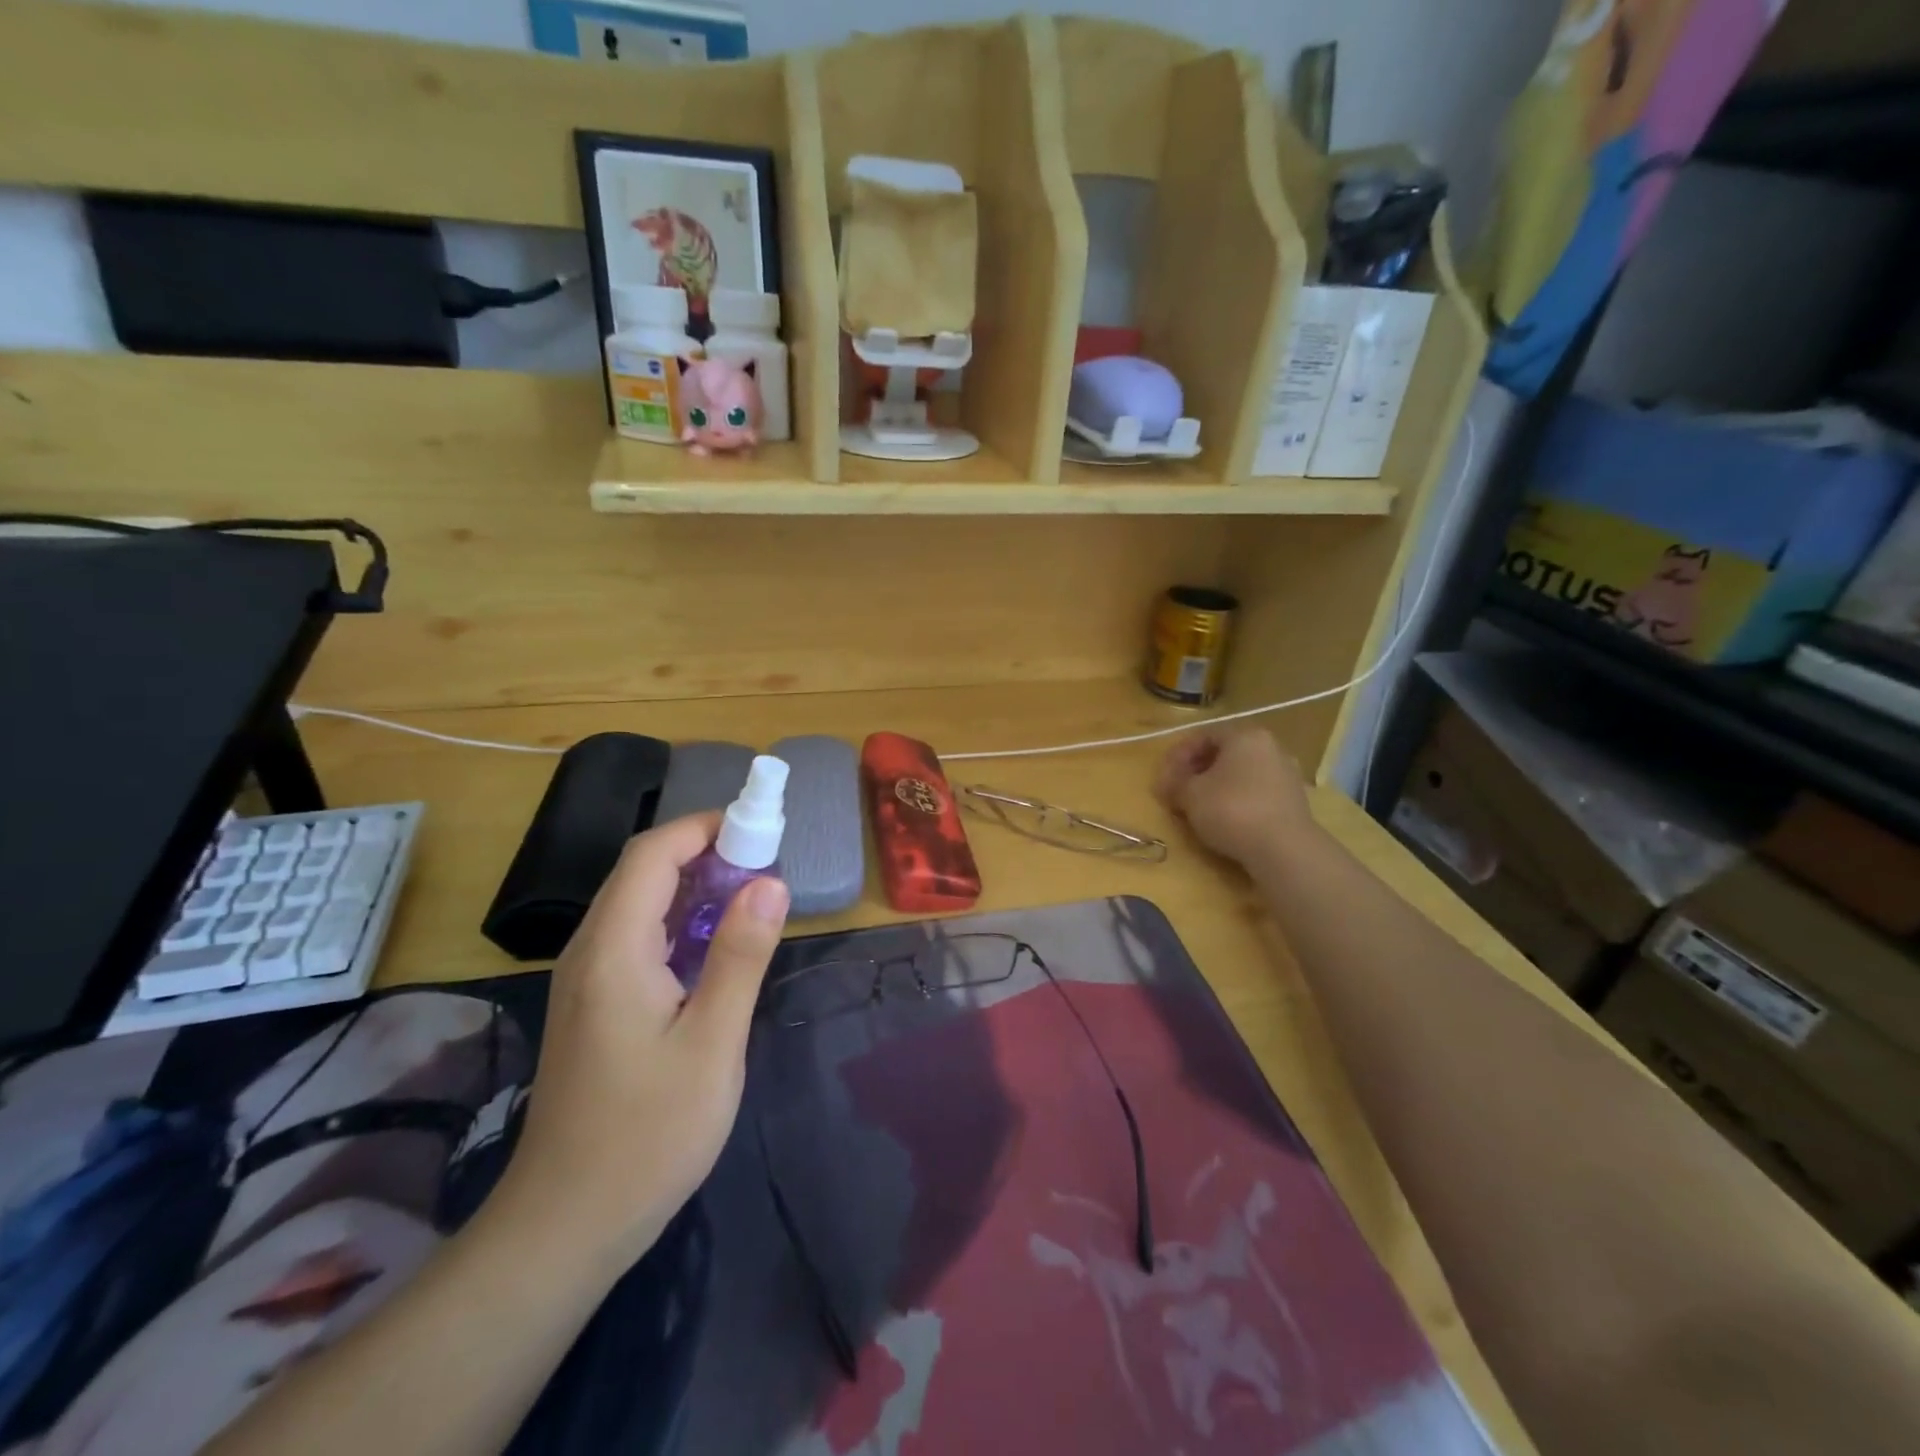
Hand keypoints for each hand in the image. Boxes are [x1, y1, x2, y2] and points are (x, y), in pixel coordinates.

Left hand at [491, 812, 789, 1269]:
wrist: (566, 1225)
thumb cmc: (647, 1134)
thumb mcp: (712, 1042)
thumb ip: (739, 955)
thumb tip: (770, 883)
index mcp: (612, 950)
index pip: (652, 854)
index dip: (705, 828)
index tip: (760, 832)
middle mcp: (590, 951)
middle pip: (643, 872)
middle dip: (707, 855)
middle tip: (768, 868)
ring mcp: (587, 980)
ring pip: (640, 905)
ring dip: (696, 889)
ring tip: (753, 901)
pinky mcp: (595, 1004)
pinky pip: (638, 938)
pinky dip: (681, 924)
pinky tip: (716, 951)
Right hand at [1155, 726, 1317, 866]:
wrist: (1283, 849)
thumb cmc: (1231, 809)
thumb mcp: (1190, 794)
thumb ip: (1175, 783)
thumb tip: (1168, 783)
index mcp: (1245, 736)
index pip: (1204, 735)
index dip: (1178, 755)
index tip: (1163, 777)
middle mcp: (1270, 748)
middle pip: (1224, 754)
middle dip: (1196, 771)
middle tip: (1177, 791)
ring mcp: (1285, 774)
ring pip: (1240, 774)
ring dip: (1215, 787)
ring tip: (1197, 807)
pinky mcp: (1293, 801)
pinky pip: (1255, 793)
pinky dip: (1235, 801)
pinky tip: (1223, 819)